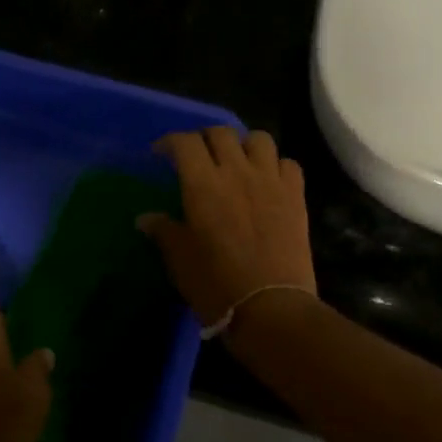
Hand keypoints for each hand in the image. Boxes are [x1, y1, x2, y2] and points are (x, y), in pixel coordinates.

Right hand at [140, 128, 318, 330]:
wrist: (271, 308)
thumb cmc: (217, 285)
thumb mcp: (180, 261)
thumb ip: (164, 232)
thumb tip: (146, 218)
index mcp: (203, 184)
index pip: (184, 143)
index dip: (170, 142)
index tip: (161, 154)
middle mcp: (237, 171)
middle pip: (221, 132)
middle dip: (205, 138)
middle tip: (198, 156)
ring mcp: (270, 180)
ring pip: (259, 138)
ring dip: (244, 145)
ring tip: (237, 161)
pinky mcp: (296, 195)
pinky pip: (288, 163)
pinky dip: (276, 166)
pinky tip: (268, 181)